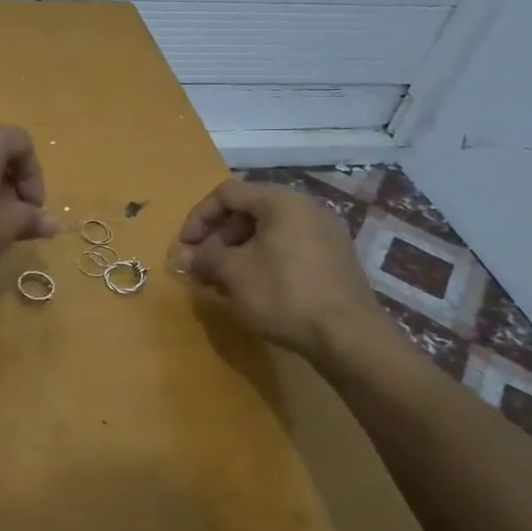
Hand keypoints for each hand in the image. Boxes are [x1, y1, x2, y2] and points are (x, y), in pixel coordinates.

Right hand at [173, 180, 383, 361]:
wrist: (349, 337)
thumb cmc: (283, 293)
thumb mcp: (233, 273)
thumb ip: (204, 257)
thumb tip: (183, 256)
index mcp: (281, 201)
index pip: (227, 193)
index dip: (198, 217)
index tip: (184, 247)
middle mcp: (307, 208)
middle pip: (248, 211)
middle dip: (217, 238)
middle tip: (201, 266)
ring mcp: (326, 234)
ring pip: (268, 233)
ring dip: (237, 252)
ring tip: (221, 282)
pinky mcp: (335, 260)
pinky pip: (288, 249)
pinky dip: (263, 261)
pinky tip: (253, 290)